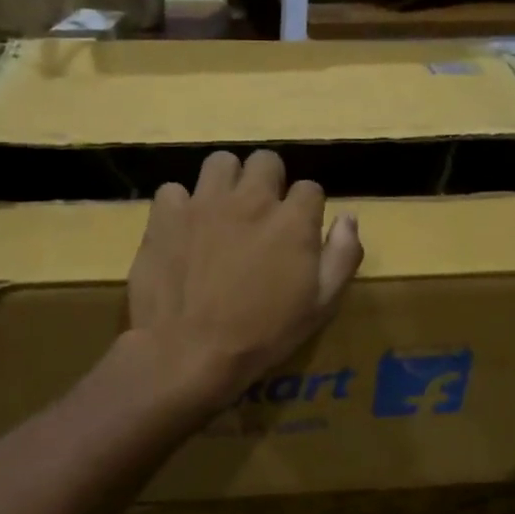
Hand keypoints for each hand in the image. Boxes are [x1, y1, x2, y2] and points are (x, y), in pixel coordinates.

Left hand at [127, 149, 363, 411]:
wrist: (188, 352)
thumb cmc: (262, 335)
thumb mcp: (320, 306)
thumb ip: (342, 256)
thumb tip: (348, 218)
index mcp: (292, 220)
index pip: (310, 189)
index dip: (306, 210)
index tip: (298, 233)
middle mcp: (250, 199)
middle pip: (266, 161)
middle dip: (268, 182)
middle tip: (261, 215)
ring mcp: (204, 203)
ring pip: (220, 162)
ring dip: (226, 182)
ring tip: (222, 211)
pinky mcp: (166, 215)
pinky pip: (173, 190)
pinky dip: (180, 207)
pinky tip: (183, 230)